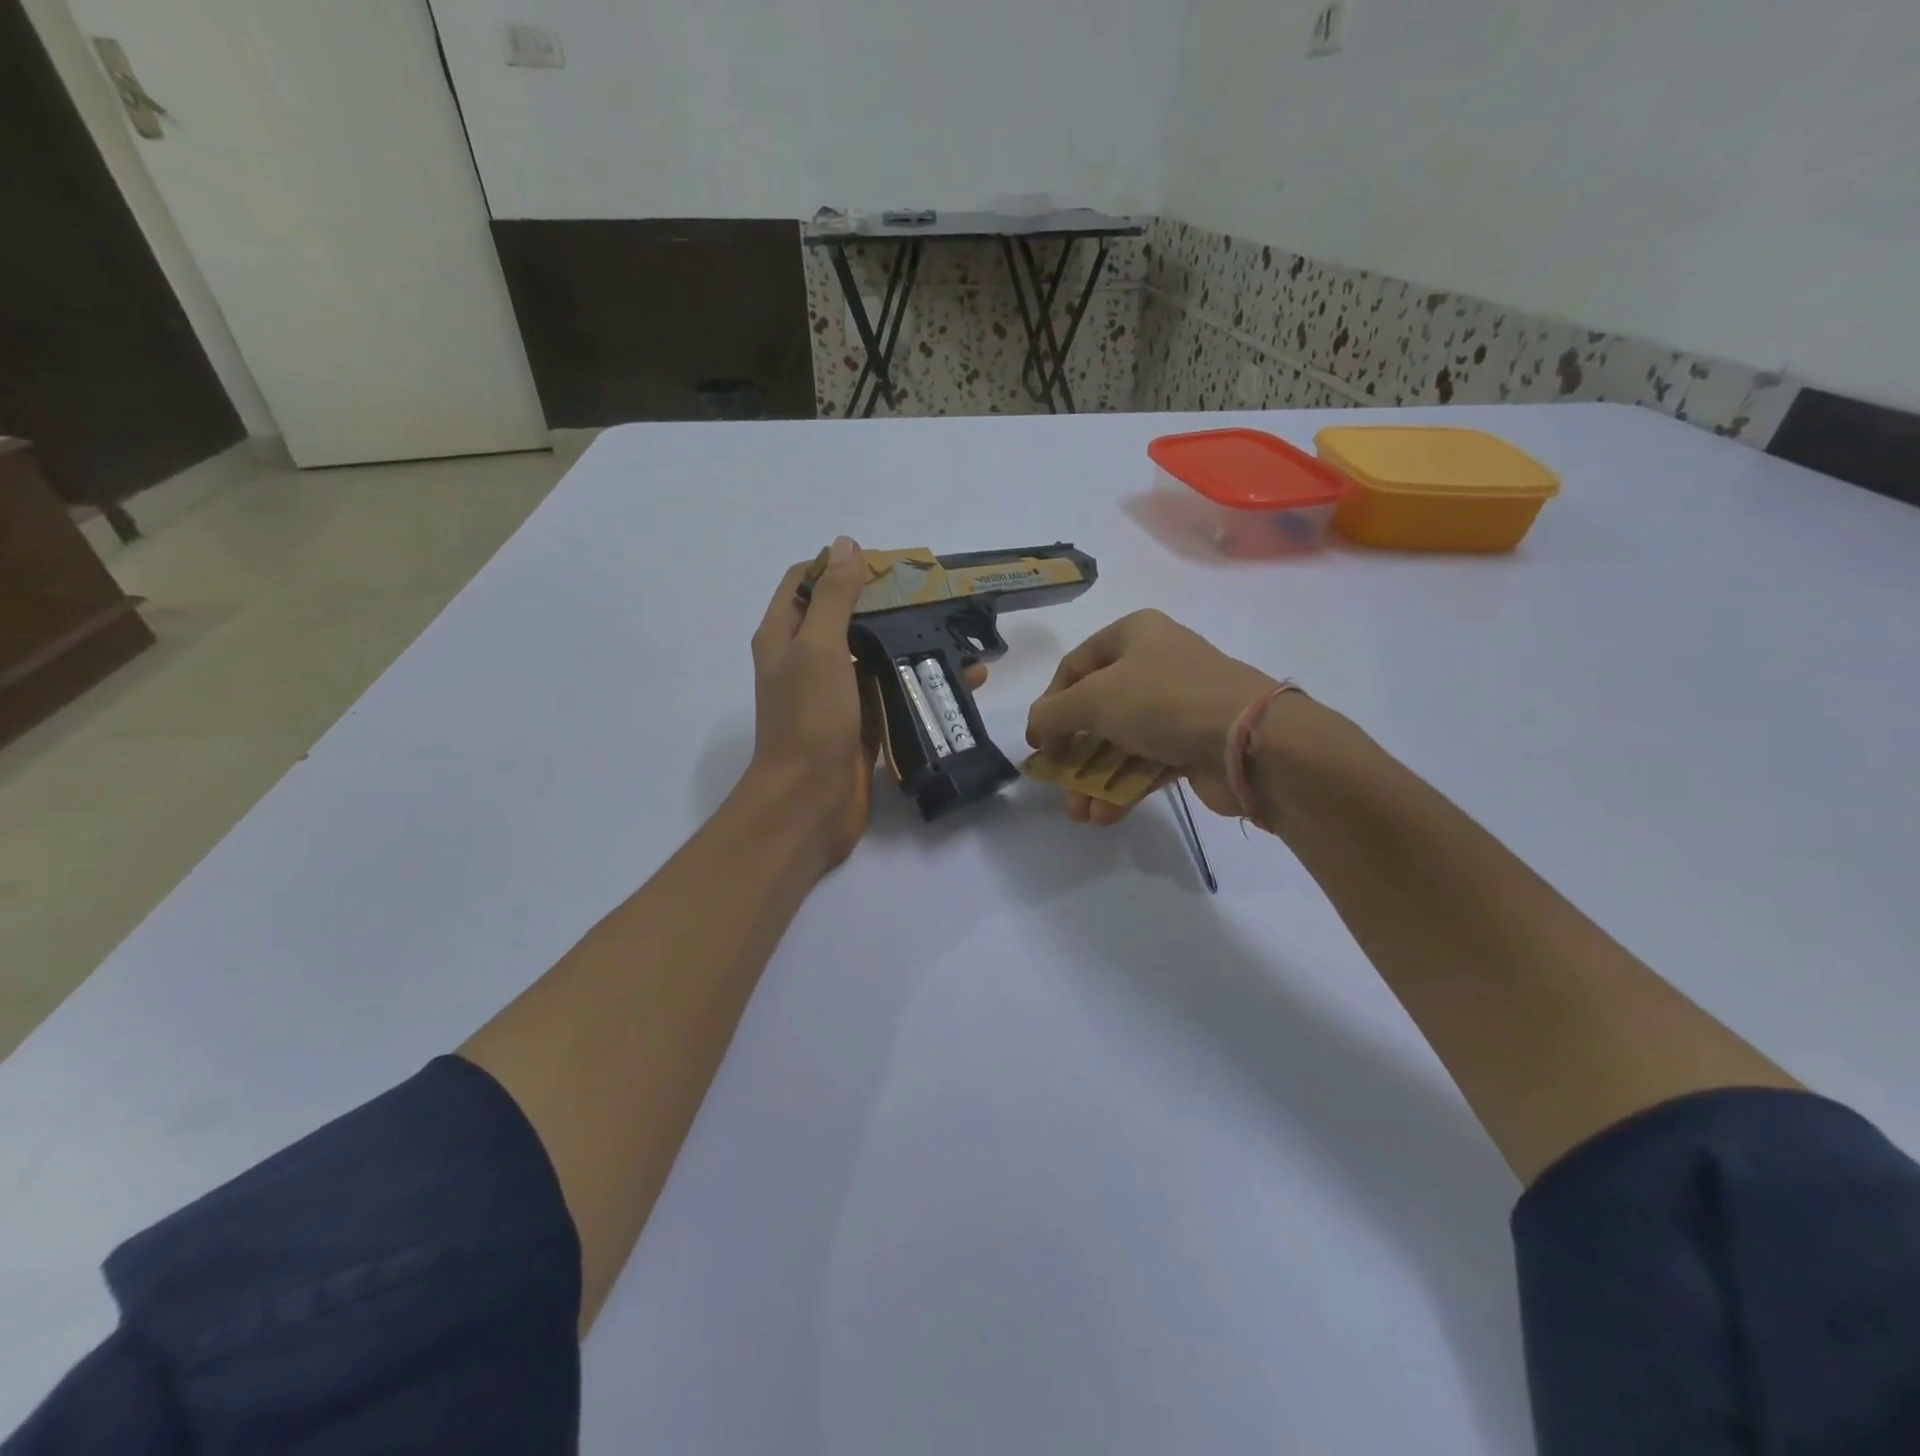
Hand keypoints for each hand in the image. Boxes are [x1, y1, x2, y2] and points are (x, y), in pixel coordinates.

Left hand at [746, 538, 984, 868]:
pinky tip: (961, 679)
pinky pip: (891, 692)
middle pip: (843, 617)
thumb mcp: (819, 648)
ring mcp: (834, 695)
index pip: (803, 582)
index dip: (837, 565)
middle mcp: (805, 661)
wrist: (809, 804)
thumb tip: (845, 544)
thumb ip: (833, 597)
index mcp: (784, 636)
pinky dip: (919, 682)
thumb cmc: (809, 720)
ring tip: (956, 634)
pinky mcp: (861, 723)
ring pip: (872, 656)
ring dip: (909, 643)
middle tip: (933, 597)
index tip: (886, 566)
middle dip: (885, 603)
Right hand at [1026, 609, 1280, 823]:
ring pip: (1121, 742)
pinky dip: (1124, 788)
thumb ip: (1052, 714)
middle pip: (1097, 710)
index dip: (1049, 704)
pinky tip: (1104, 816)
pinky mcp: (1193, 743)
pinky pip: (1147, 764)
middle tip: (1057, 783)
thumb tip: (1037, 731)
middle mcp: (1155, 663)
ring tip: (1080, 813)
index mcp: (1134, 635)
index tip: (1037, 742)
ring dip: (1095, 780)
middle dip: (1073, 753)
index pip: (1074, 666)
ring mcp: (1177, 705)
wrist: (1249, 742)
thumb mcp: (1093, 699)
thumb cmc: (1162, 702)